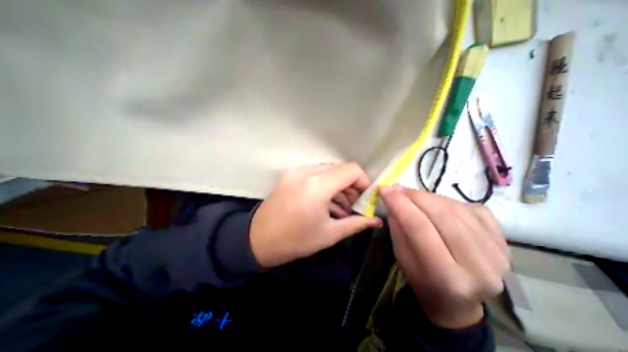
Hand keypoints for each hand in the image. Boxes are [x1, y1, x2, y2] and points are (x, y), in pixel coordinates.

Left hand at [251, 164, 383, 268]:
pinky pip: (315, 173)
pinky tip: (325, 201)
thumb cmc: (295, 241)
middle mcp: (305, 172)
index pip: (351, 170)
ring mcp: (295, 171)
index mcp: (316, 186)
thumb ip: (356, 223)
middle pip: (339, 169)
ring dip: (338, 185)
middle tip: (352, 205)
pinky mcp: (290, 174)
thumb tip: (377, 220)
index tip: (364, 198)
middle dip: (351, 185)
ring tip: (340, 206)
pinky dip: (325, 184)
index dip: (363, 181)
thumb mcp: (329, 234)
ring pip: (328, 170)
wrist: (258, 239)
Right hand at [378, 186, 508, 328]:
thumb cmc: (421, 280)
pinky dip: (448, 201)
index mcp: (446, 278)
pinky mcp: (504, 241)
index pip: (419, 228)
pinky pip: (472, 209)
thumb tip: (393, 197)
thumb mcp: (401, 256)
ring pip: (457, 209)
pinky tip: (435, 204)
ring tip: (413, 195)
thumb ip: (398, 227)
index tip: (385, 189)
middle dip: (415, 196)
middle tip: (398, 189)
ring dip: (429, 196)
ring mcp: (498, 254)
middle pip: (442, 216)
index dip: (400, 204)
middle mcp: (479, 267)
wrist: (456, 300)